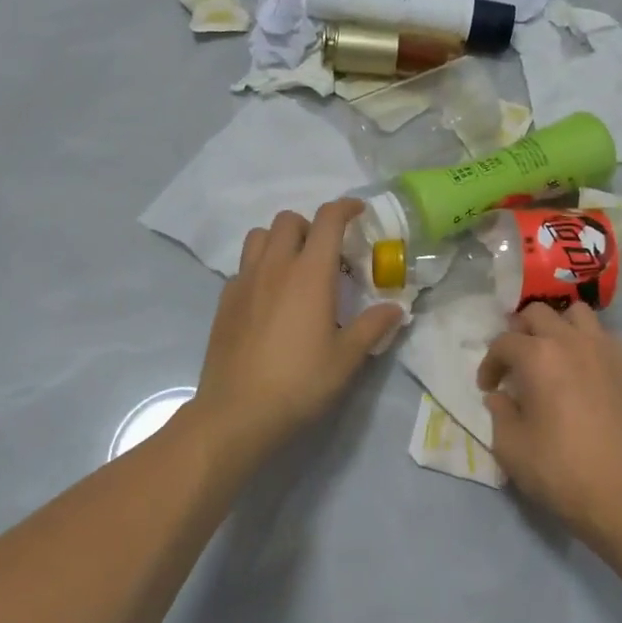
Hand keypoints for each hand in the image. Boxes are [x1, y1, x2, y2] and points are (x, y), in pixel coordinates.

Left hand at [192, 199, 400, 464]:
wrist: (237, 413)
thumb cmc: (299, 383)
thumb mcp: (346, 358)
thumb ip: (372, 326)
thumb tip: (396, 308)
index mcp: (309, 274)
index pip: (328, 221)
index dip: (345, 208)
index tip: (359, 213)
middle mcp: (275, 267)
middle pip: (289, 220)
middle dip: (311, 226)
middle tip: (327, 254)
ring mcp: (244, 282)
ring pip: (259, 236)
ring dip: (280, 240)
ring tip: (295, 269)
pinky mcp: (225, 301)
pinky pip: (243, 266)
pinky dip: (260, 267)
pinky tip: (270, 298)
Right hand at [476, 303, 621, 550]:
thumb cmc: (562, 471)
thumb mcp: (512, 448)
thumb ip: (500, 414)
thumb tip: (500, 397)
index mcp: (538, 357)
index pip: (504, 343)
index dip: (490, 364)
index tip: (489, 388)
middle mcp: (572, 341)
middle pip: (538, 314)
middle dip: (520, 332)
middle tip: (515, 362)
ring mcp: (606, 350)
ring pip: (577, 314)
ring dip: (559, 327)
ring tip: (553, 354)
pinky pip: (606, 338)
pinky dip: (590, 344)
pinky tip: (586, 371)